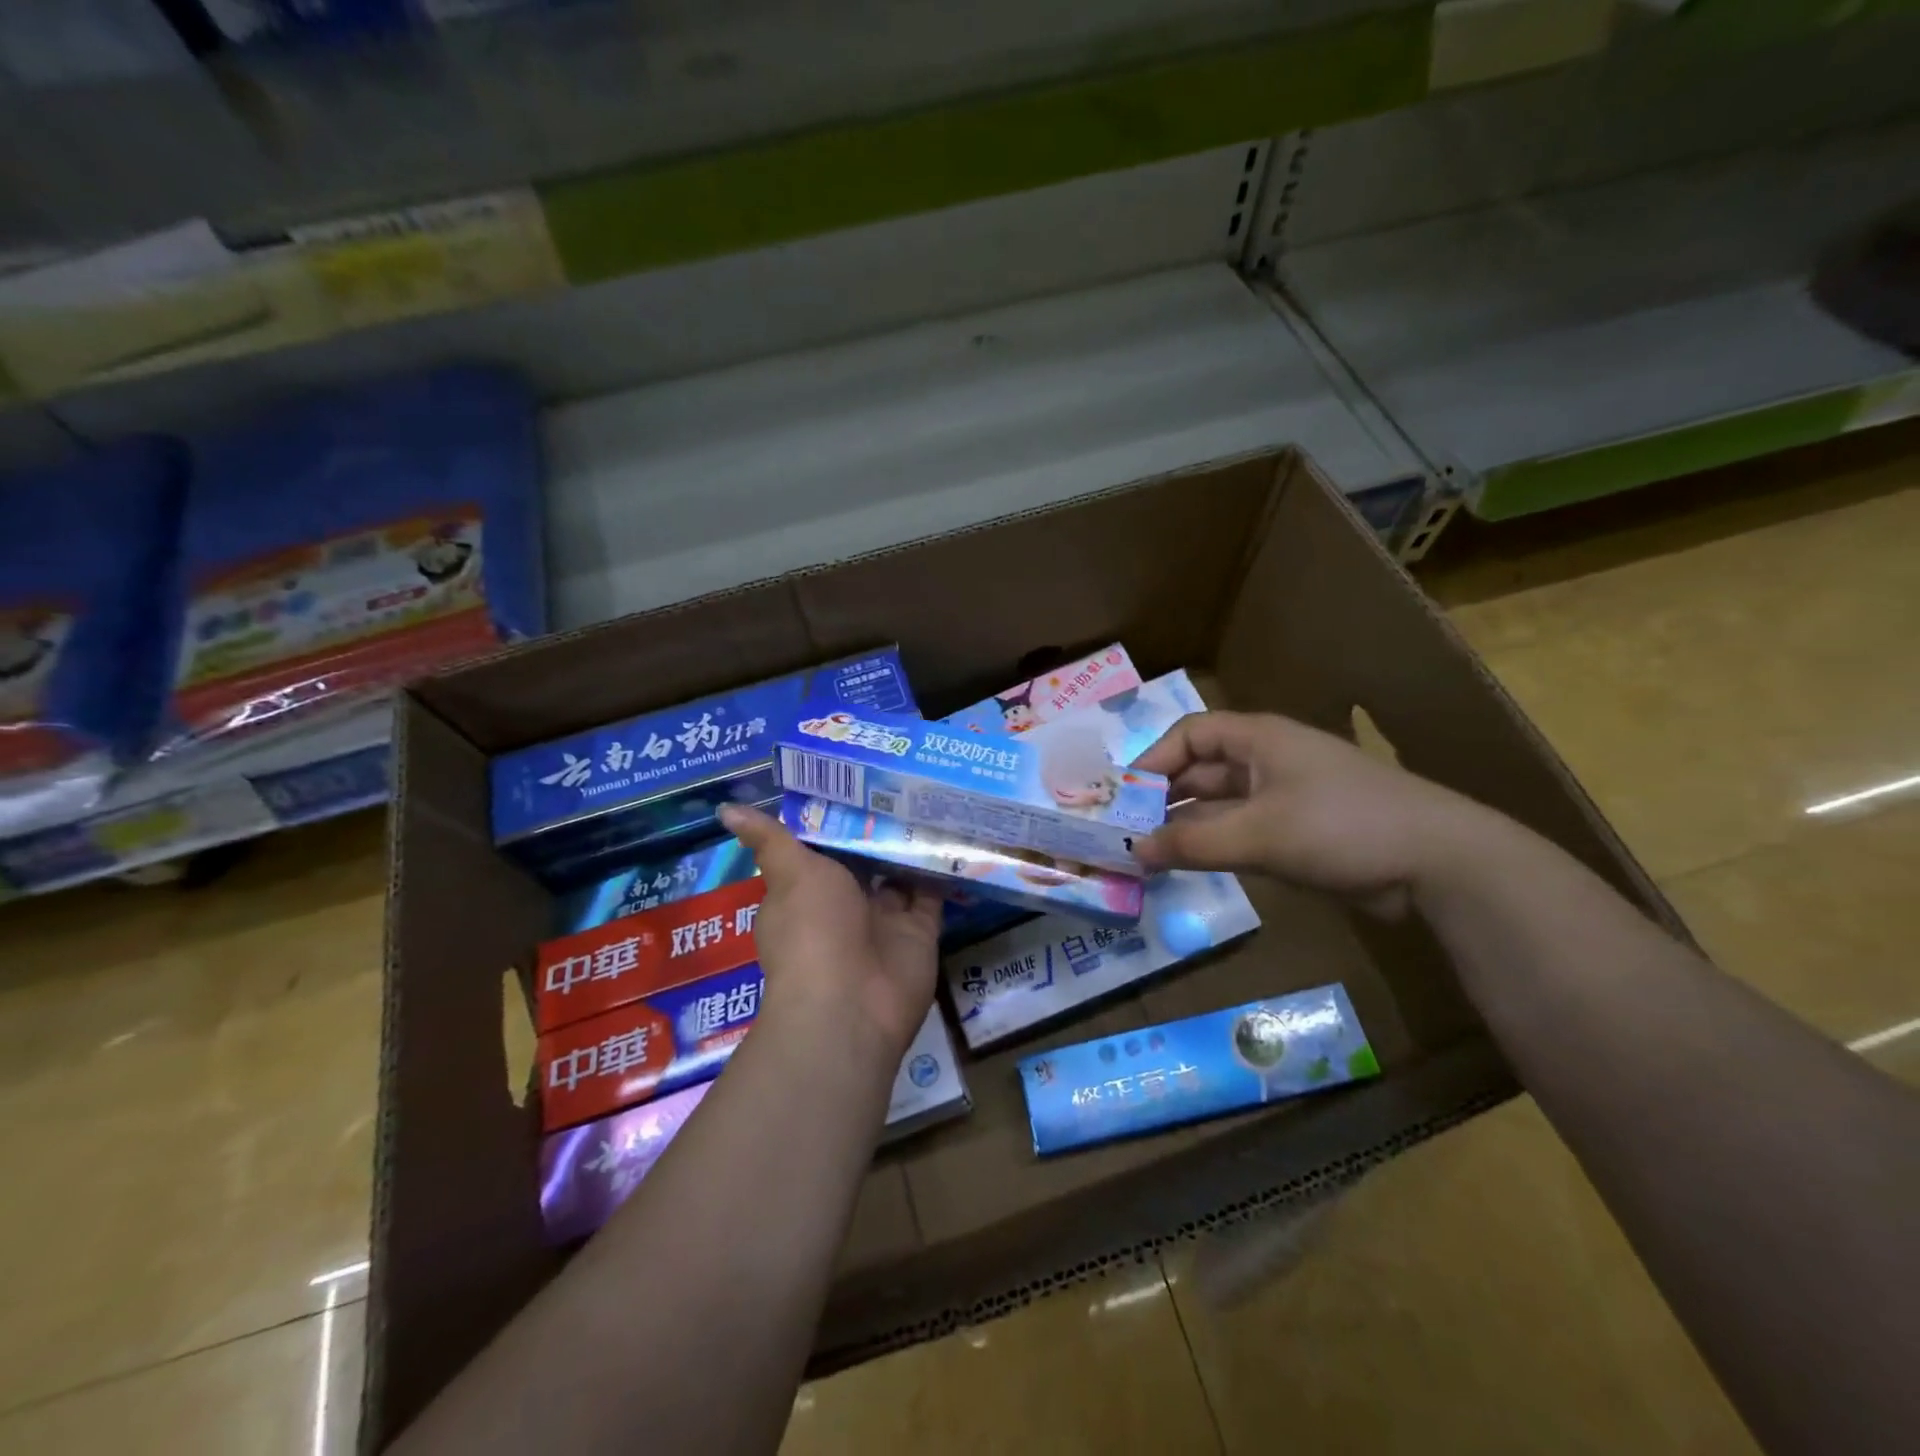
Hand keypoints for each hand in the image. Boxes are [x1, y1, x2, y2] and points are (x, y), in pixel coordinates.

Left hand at [718, 803, 942, 1066]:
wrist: (851, 1004)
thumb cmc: (813, 930)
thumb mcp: (791, 874)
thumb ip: (772, 839)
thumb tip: (726, 809)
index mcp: (809, 889)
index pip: (824, 846)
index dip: (838, 815)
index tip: (858, 776)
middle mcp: (846, 904)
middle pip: (866, 859)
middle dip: (881, 827)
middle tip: (907, 778)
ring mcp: (885, 920)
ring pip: (902, 874)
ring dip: (914, 844)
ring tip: (936, 796)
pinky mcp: (920, 933)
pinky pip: (934, 895)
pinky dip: (944, 870)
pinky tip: (957, 833)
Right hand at [1133, 710, 1482, 918]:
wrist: (1437, 862)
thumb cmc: (1340, 826)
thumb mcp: (1258, 834)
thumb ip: (1192, 843)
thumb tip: (1134, 851)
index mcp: (1258, 738)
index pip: (1190, 735)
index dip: (1153, 759)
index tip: (1125, 796)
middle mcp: (1266, 760)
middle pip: (1201, 770)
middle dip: (1164, 797)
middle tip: (1128, 831)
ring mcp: (1284, 796)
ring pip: (1219, 804)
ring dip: (1186, 825)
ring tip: (1148, 853)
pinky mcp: (1298, 831)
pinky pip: (1241, 830)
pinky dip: (1214, 844)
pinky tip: (1189, 865)